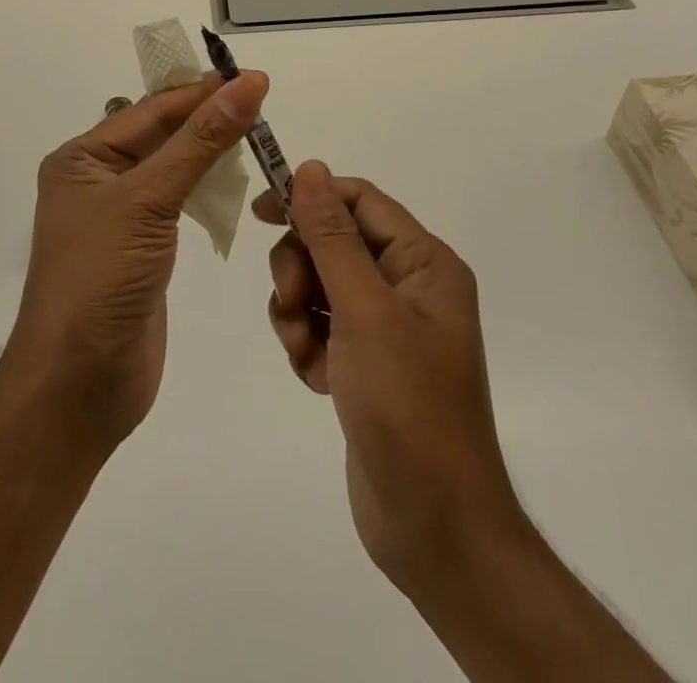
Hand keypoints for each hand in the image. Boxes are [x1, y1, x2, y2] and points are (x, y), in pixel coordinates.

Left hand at [4, 70, 268, 455]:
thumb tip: (245, 84)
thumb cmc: (100, 278)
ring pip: (173, 168)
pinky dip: (206, 189)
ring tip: (256, 133)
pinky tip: (235, 181)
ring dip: (210, 152)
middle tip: (260, 100)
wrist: (79, 385)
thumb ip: (200, 141)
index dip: (199, 92)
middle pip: (161, 135)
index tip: (249, 76)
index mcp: (82, 159)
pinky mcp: (143, 249)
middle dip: (207, 118)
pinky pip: (178, 204)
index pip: (150, 111)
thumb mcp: (148, 199)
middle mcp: (98, 181)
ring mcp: (121, 217)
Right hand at [258, 162, 521, 595]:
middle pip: (334, 241)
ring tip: (304, 353)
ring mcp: (387, 327)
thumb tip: (310, 167)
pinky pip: (320, 327)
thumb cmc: (407, 407)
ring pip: (320, 285)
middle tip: (293, 304)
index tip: (262, 212)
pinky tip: (315, 379)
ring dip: (298, 312)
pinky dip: (307, 345)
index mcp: (424, 263)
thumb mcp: (364, 312)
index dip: (311, 197)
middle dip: (302, 268)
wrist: (434, 528)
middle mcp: (408, 286)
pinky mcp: (366, 363)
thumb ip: (332, 236)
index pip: (360, 201)